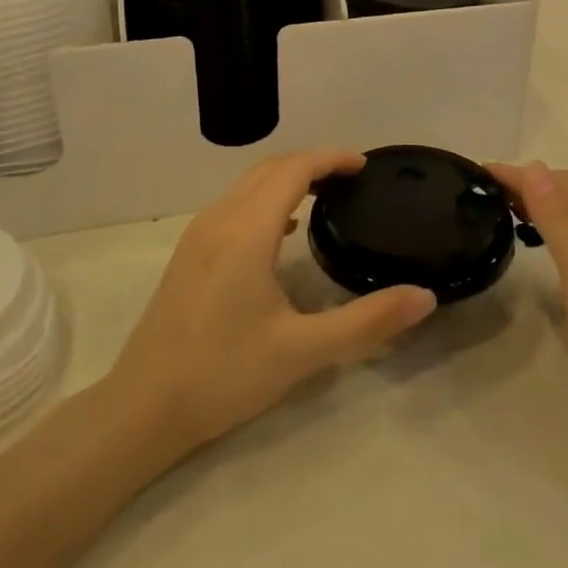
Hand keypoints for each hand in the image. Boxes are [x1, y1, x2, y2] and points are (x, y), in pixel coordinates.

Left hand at [108, 151, 437, 456]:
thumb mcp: (303, 352)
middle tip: (351, 180)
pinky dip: (265, 198)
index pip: (293, 170)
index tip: (364, 167)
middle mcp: (219, 220)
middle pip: (269, 168)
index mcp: (247, 231)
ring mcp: (198, 235)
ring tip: (325, 196)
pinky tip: (283, 232)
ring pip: (247, 184)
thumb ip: (367, 322)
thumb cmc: (224, 375)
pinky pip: (233, 204)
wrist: (143, 408)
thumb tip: (424, 297)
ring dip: (286, 178)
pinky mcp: (188, 254)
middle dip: (312, 163)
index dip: (331, 158)